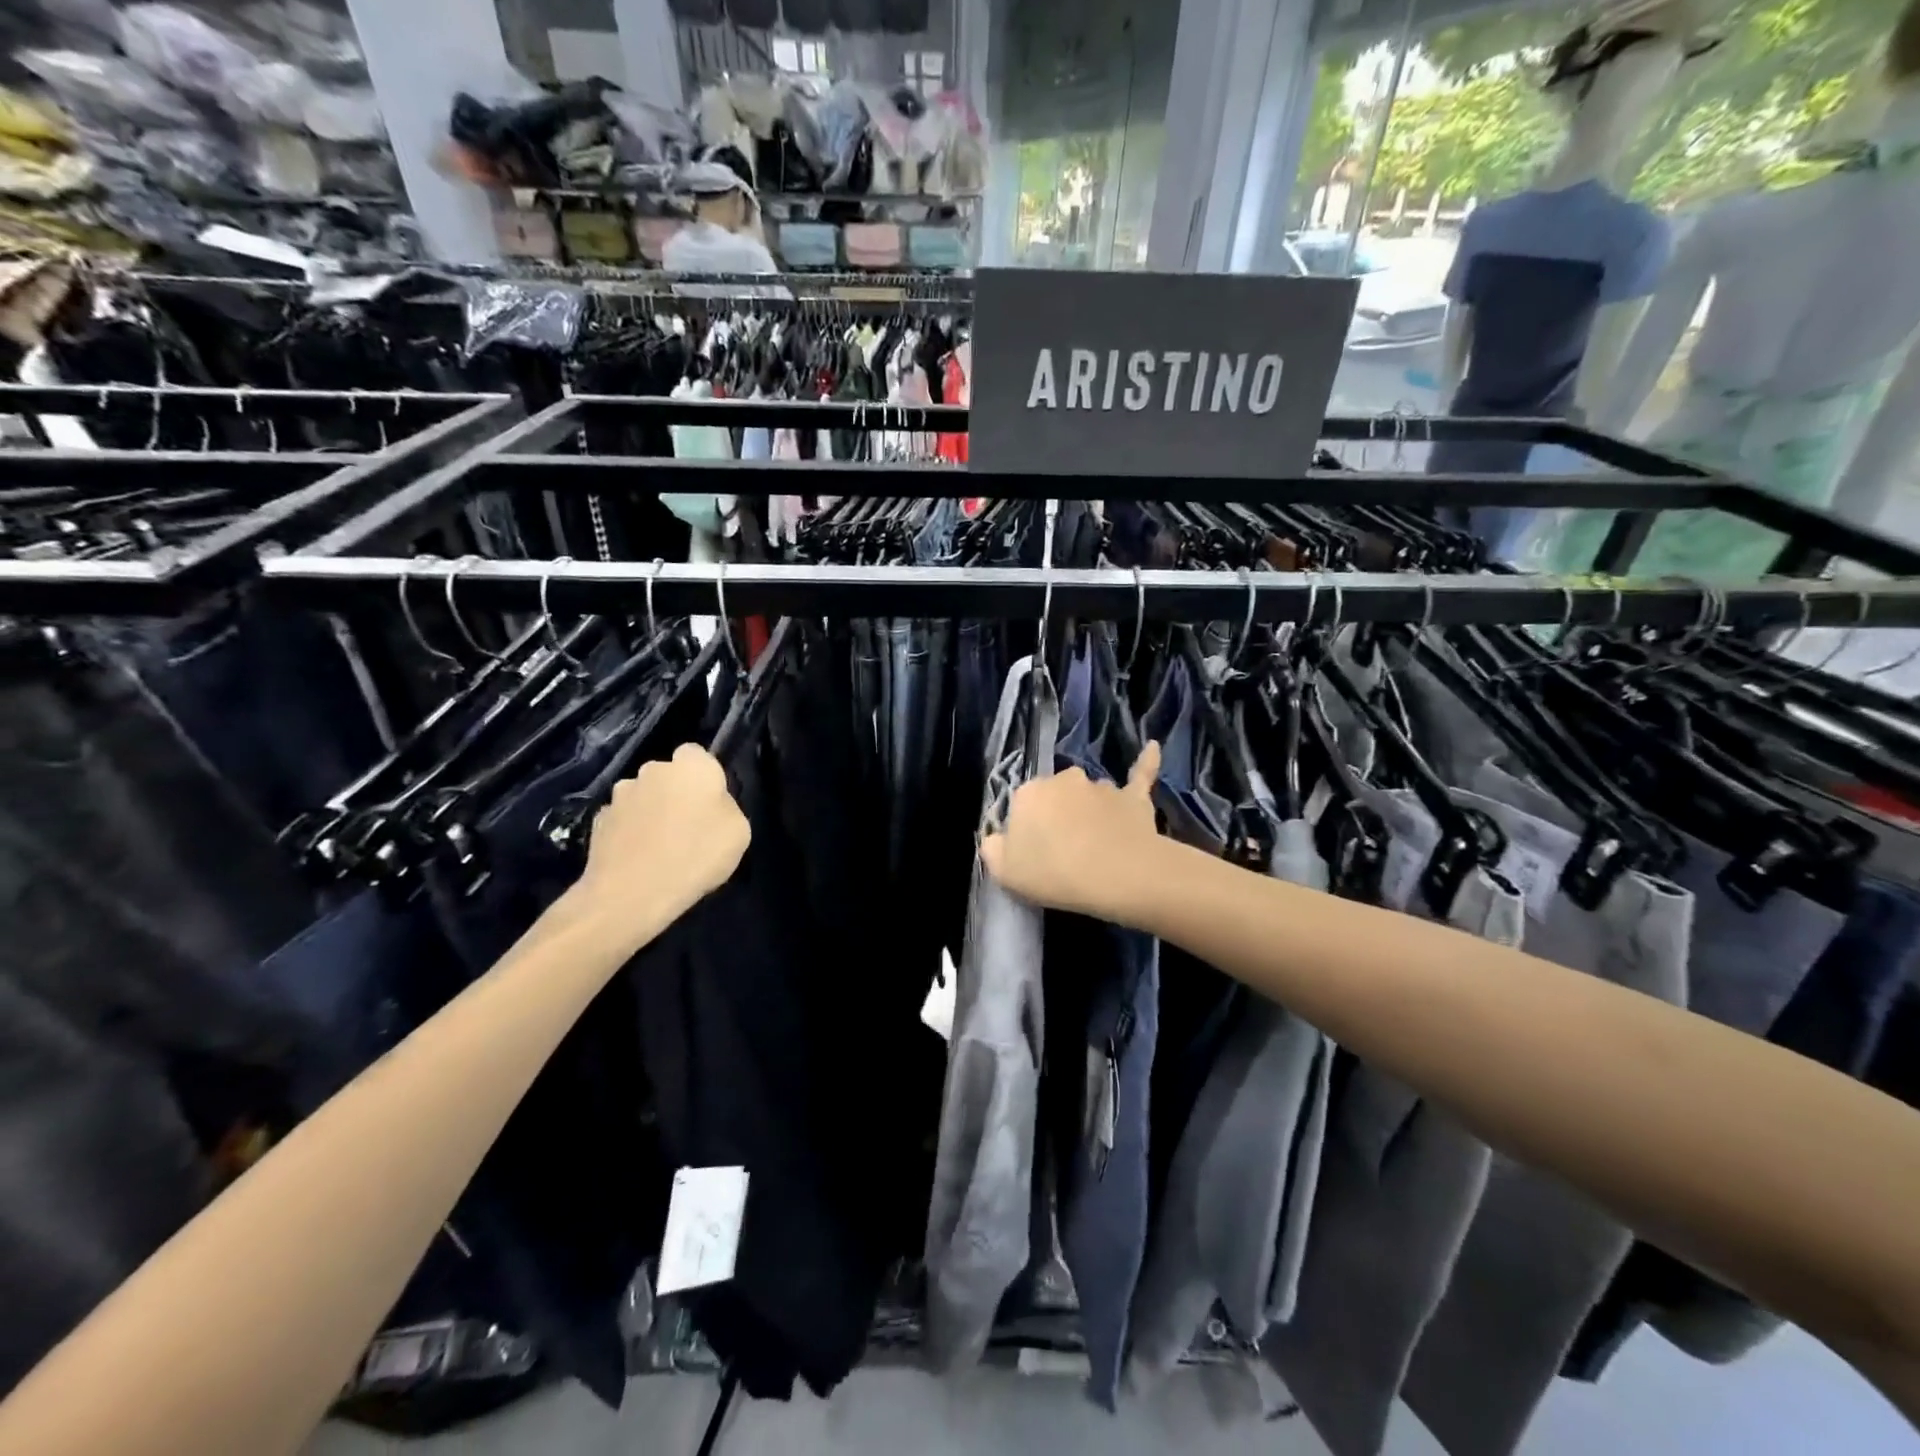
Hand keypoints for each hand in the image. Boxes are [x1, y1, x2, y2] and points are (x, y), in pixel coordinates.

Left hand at [579, 745, 750, 941]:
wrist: (631, 893)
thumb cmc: (696, 856)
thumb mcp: (739, 832)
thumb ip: (726, 807)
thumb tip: (710, 804)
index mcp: (691, 766)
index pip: (697, 754)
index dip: (704, 776)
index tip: (710, 802)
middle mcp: (652, 770)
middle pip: (667, 775)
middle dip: (675, 792)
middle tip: (687, 826)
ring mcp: (620, 795)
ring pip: (643, 796)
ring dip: (650, 811)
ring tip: (659, 846)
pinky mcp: (598, 821)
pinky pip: (623, 820)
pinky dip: (630, 832)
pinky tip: (638, 858)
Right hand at [981, 742, 1161, 919]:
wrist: (1117, 874)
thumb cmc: (1054, 873)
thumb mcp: (1005, 872)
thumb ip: (994, 849)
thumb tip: (996, 838)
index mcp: (1028, 794)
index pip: (1022, 808)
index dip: (1028, 832)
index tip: (1035, 856)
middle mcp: (1063, 780)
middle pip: (1056, 797)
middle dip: (1058, 816)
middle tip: (1064, 852)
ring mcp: (1100, 786)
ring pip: (1091, 795)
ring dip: (1091, 811)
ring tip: (1099, 842)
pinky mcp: (1133, 796)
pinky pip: (1139, 774)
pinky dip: (1146, 761)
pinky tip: (1153, 747)